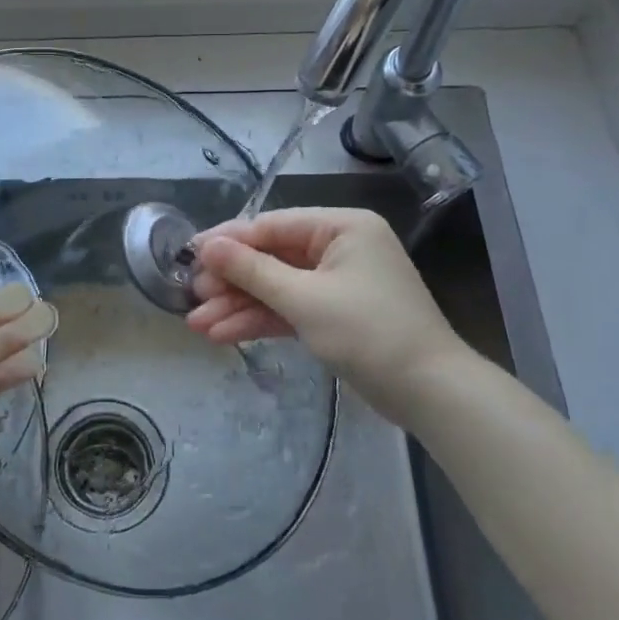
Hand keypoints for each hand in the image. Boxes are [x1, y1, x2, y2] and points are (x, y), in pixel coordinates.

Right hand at [186, 208, 471, 408]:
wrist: (429, 393)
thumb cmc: (369, 332)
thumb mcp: (304, 299)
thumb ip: (252, 271)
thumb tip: (206, 246)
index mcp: (342, 227)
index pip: (273, 225)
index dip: (228, 241)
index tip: (189, 254)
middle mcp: (339, 247)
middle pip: (271, 257)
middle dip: (231, 281)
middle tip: (191, 296)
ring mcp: (336, 283)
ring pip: (276, 287)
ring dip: (238, 305)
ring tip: (196, 324)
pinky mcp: (333, 315)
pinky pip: (289, 309)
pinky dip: (259, 321)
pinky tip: (222, 333)